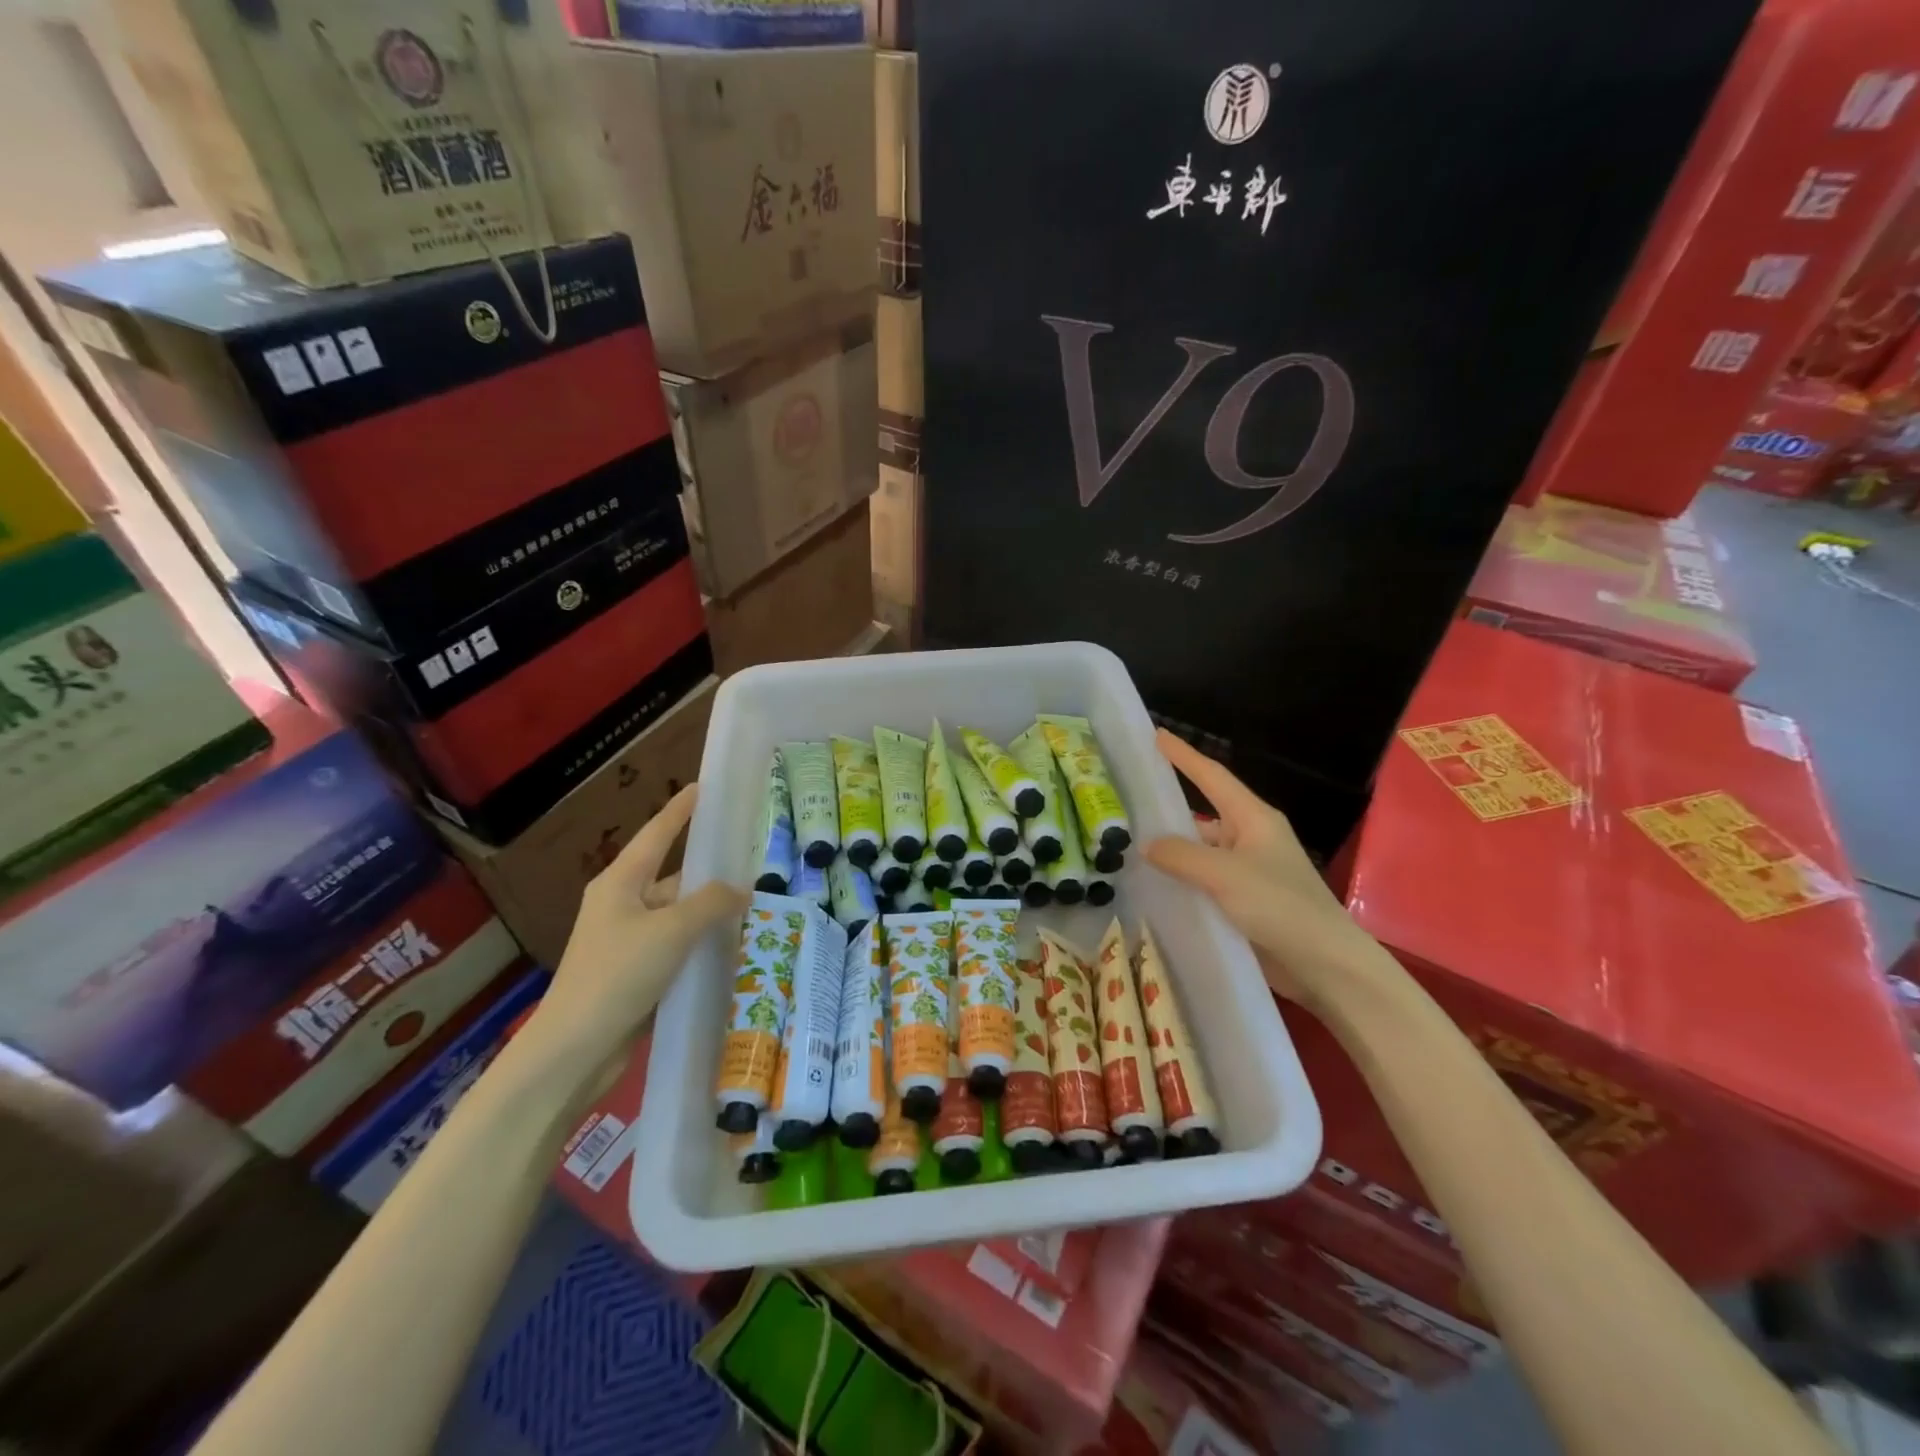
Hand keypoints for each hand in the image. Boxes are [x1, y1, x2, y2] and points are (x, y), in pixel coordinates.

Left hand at [521, 785, 745, 1072]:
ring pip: (677, 914)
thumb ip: (711, 903)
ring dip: (708, 913)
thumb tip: (740, 889)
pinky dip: (699, 942)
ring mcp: (626, 940)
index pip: (657, 834)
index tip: (701, 787)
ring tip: (753, 907)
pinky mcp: (633, 972)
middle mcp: (621, 904)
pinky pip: (675, 945)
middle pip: (671, 876)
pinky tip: (731, 946)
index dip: (680, 810)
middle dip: (708, 871)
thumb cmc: (618, 974)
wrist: (574, 1049)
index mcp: (620, 882)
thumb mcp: (671, 930)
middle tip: (750, 860)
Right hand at [1144, 730, 1402, 1016]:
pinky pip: (1205, 883)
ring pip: (1201, 853)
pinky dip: (1182, 882)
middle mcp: (1251, 840)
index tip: (1156, 735)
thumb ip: (1181, 856)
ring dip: (1173, 854)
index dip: (1184, 756)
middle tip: (1126, 806)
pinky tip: (1153, 888)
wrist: (1327, 967)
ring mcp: (1249, 873)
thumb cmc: (1281, 907)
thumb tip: (1145, 844)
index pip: (1213, 777)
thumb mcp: (1225, 875)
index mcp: (1254, 819)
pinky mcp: (1245, 903)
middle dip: (1168, 813)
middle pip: (1202, 817)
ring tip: (1127, 852)